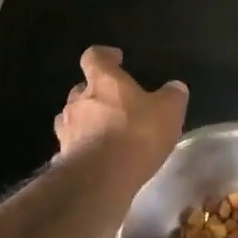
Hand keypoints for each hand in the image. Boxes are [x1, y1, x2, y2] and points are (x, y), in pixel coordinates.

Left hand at [55, 46, 187, 210]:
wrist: (100, 181)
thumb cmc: (136, 134)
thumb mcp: (168, 110)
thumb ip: (172, 95)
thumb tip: (175, 87)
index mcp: (103, 81)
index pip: (94, 56)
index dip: (105, 56)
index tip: (116, 59)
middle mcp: (78, 102)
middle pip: (80, 90)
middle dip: (94, 94)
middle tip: (114, 103)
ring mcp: (67, 132)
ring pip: (72, 119)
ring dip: (85, 123)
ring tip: (104, 133)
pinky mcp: (62, 161)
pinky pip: (71, 150)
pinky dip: (82, 151)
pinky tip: (97, 161)